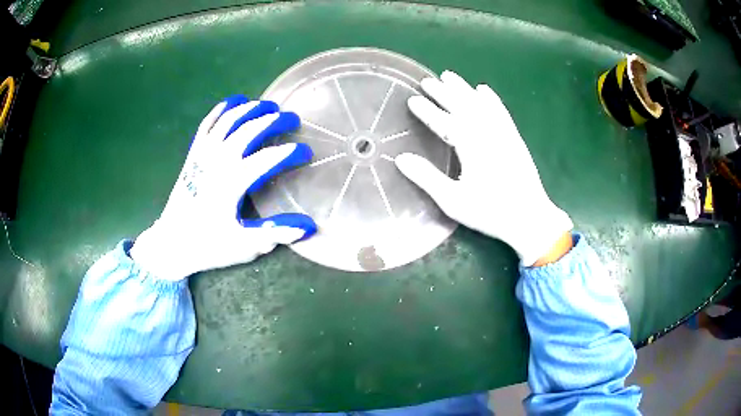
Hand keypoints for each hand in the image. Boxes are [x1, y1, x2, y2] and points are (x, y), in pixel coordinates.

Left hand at [130, 95, 315, 280]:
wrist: (171, 243)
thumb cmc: (208, 245)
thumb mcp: (243, 245)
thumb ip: (275, 233)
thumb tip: (308, 226)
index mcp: (232, 182)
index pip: (268, 158)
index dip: (290, 153)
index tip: (306, 153)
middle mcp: (218, 161)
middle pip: (250, 129)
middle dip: (275, 120)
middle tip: (293, 119)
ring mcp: (203, 153)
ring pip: (230, 120)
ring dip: (251, 109)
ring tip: (269, 106)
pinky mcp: (193, 153)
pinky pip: (208, 123)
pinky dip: (222, 109)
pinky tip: (234, 102)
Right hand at [395, 71, 572, 265]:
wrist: (530, 218)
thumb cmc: (490, 212)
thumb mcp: (454, 201)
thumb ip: (427, 178)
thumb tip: (401, 159)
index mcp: (471, 146)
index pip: (444, 122)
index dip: (427, 111)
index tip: (413, 100)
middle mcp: (487, 133)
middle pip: (462, 106)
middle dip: (443, 93)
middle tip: (427, 81)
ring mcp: (503, 133)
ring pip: (480, 104)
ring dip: (464, 89)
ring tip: (450, 76)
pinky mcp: (514, 138)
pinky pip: (501, 111)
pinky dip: (491, 99)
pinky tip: (484, 90)